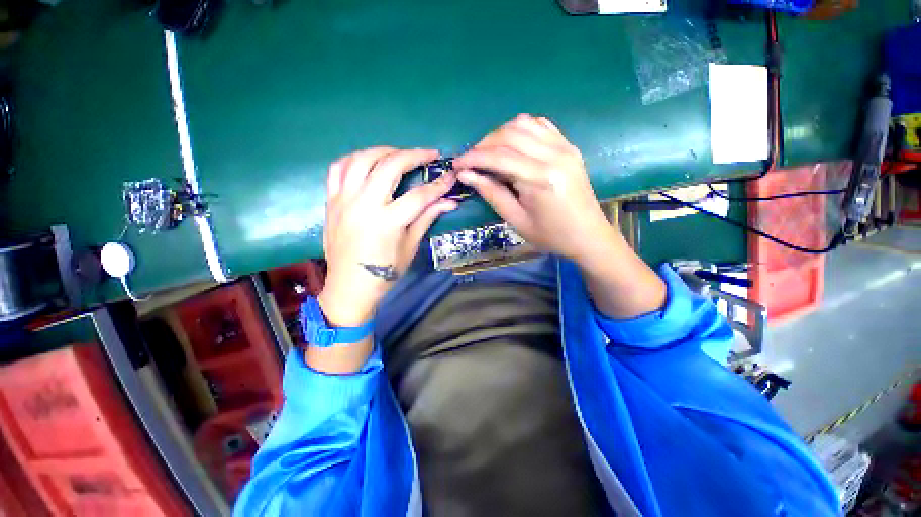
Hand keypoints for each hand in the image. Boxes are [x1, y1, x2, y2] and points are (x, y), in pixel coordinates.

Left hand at [318, 147, 457, 326]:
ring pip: (362, 159)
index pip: (419, 195)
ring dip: (384, 151)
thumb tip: (450, 202)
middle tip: (429, 154)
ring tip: (400, 154)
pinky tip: (369, 161)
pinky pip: (338, 168)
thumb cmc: (385, 272)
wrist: (350, 286)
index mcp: (387, 222)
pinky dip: (355, 159)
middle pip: (390, 166)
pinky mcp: (331, 201)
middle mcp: (364, 205)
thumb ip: (427, 218)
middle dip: (414, 155)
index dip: (438, 184)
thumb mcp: (411, 246)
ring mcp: (344, 200)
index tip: (450, 175)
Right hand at [456, 114, 664, 317]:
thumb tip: (466, 174)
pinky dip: (521, 130)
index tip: (457, 165)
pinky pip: (541, 126)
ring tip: (489, 153)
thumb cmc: (551, 235)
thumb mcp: (517, 220)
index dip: (473, 158)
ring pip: (524, 123)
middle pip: (509, 134)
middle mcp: (554, 155)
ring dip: (500, 134)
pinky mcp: (569, 147)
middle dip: (483, 144)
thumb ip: (492, 193)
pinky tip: (512, 145)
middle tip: (471, 161)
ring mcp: (565, 147)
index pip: (499, 156)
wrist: (588, 235)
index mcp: (541, 178)